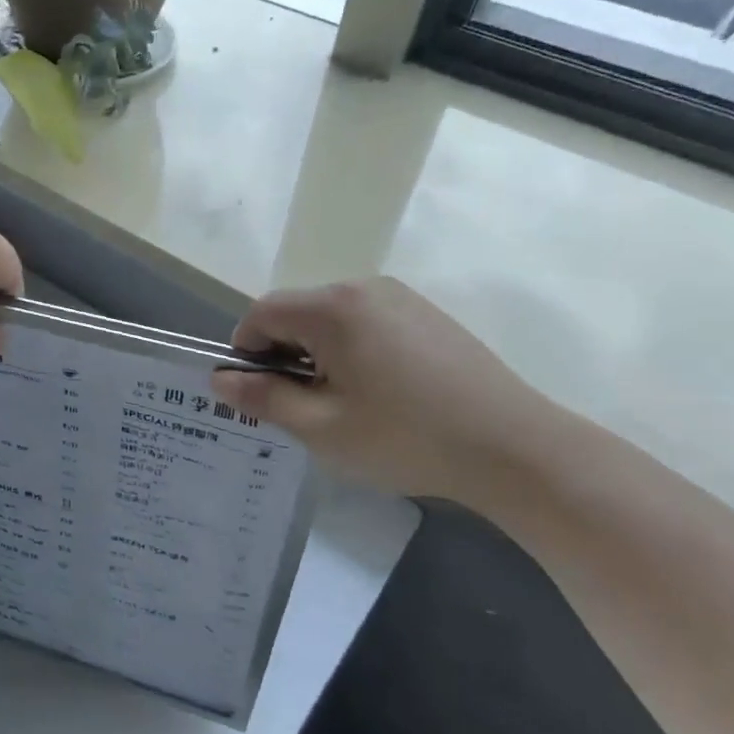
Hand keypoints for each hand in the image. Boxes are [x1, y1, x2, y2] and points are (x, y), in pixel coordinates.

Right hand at [211, 279, 549, 503]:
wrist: (512, 446)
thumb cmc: (404, 437)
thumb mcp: (320, 427)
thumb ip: (263, 399)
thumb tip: (220, 380)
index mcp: (332, 308)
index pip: (261, 313)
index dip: (246, 352)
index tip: (260, 395)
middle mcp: (363, 288)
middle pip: (296, 311)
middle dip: (283, 354)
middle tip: (301, 406)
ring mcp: (401, 298)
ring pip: (332, 318)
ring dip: (318, 353)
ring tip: (342, 403)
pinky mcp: (427, 315)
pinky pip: (367, 322)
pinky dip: (352, 350)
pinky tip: (379, 393)